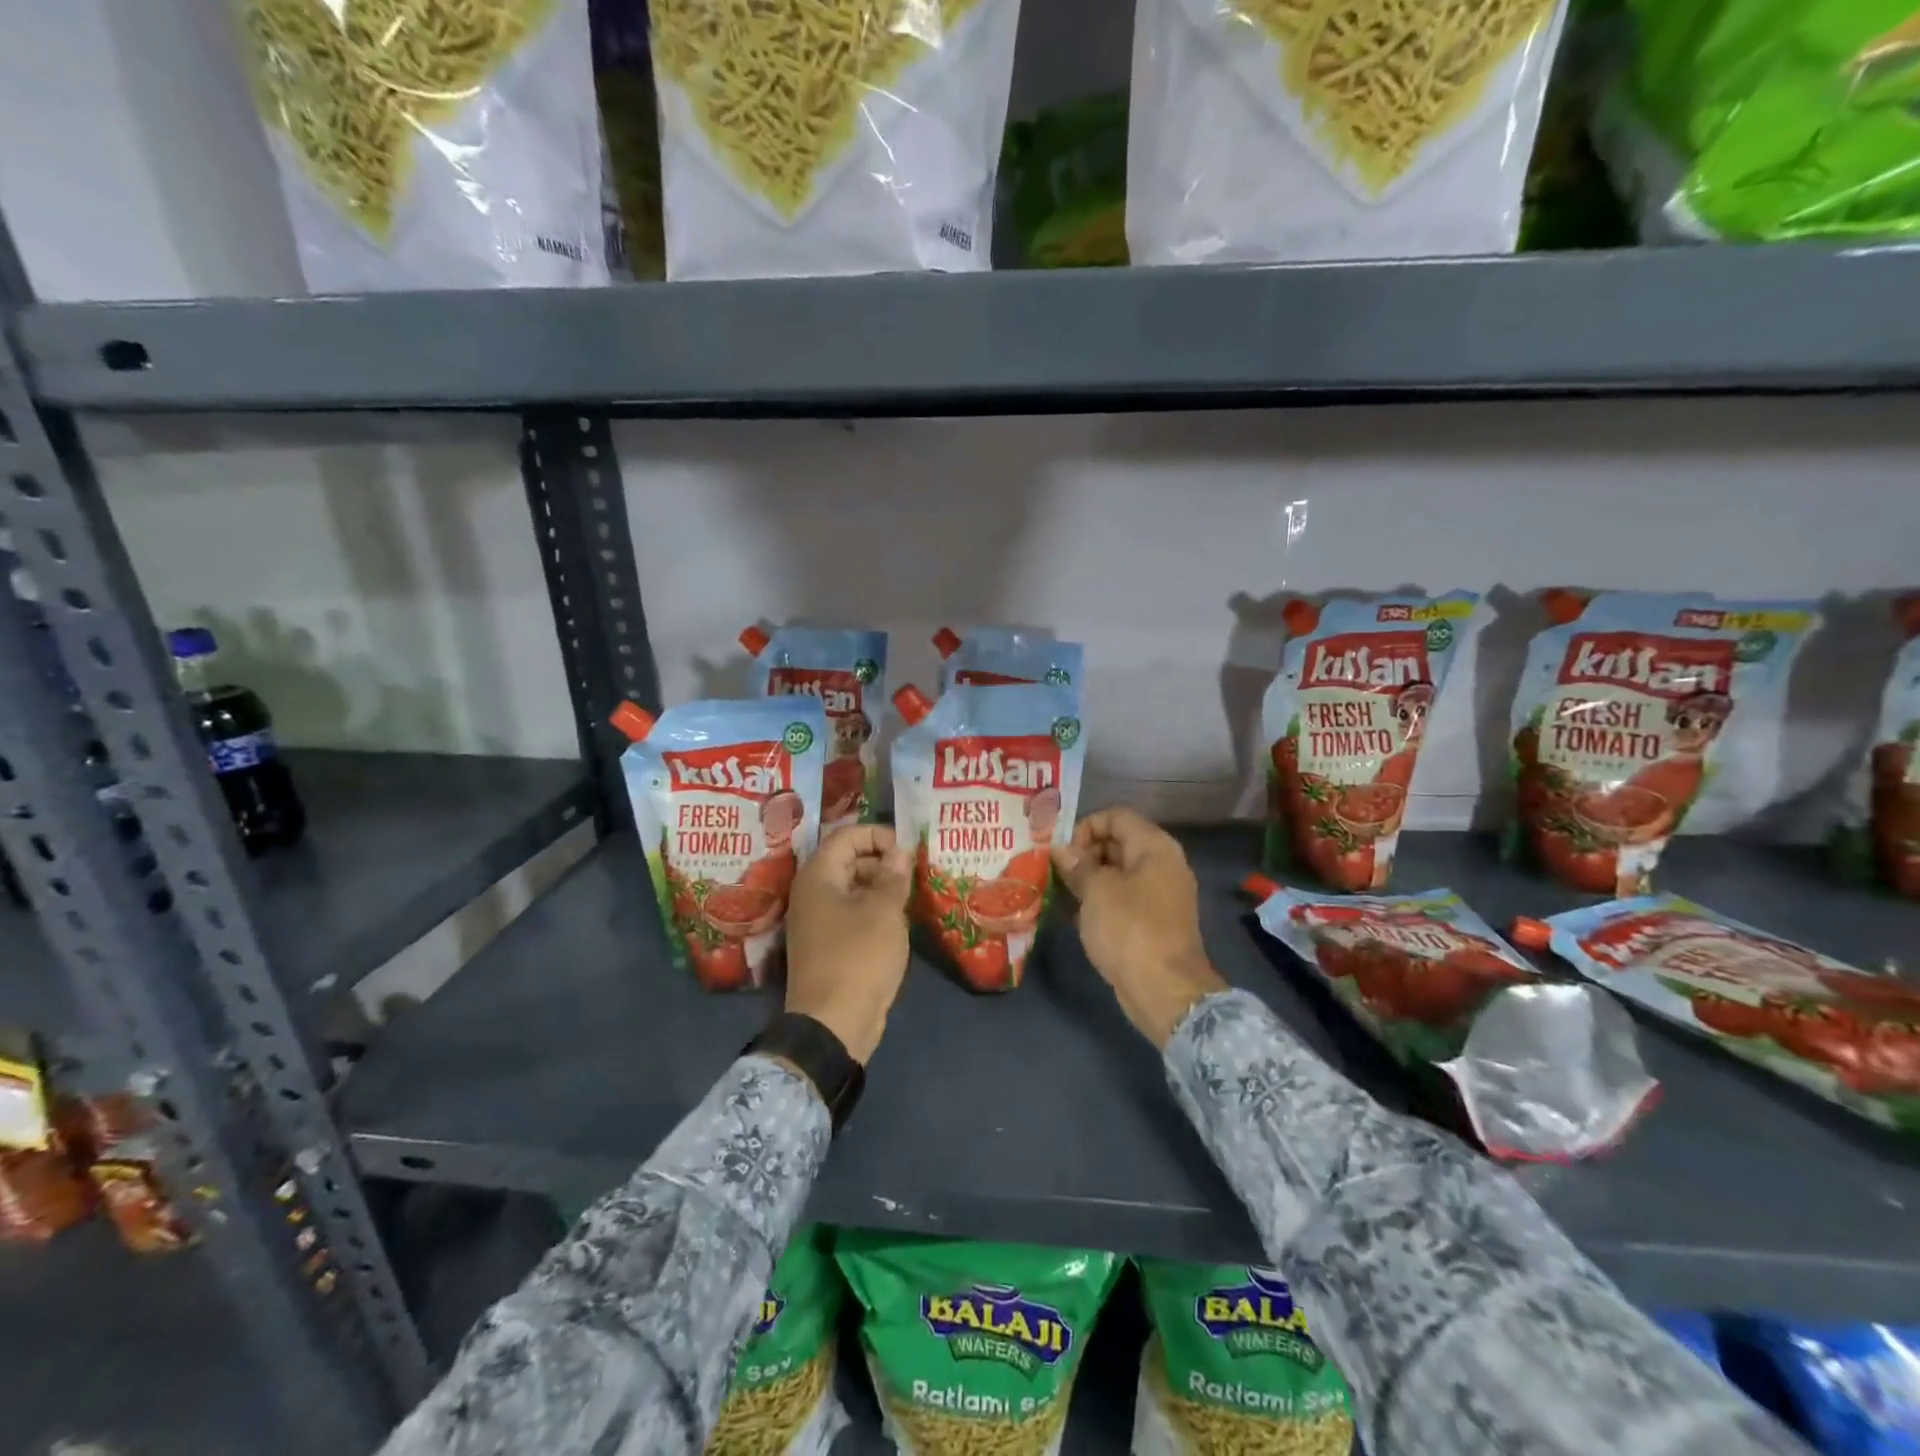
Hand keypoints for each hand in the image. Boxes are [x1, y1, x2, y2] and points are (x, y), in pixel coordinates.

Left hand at [784, 825, 912, 1064]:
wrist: (833, 1023)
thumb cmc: (859, 957)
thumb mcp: (884, 911)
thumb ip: (893, 876)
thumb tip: (900, 851)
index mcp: (818, 876)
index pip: (847, 836)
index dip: (879, 835)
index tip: (908, 850)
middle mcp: (811, 892)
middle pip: (848, 860)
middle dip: (883, 861)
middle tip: (915, 872)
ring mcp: (817, 920)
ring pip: (852, 888)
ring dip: (881, 886)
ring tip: (912, 895)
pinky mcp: (827, 944)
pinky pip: (851, 913)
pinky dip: (874, 910)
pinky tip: (899, 920)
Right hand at [1052, 808, 1226, 1048]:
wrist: (1164, 990)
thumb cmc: (1129, 929)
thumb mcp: (1097, 891)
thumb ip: (1078, 865)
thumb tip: (1061, 849)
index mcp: (1155, 847)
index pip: (1116, 816)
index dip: (1085, 827)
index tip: (1063, 851)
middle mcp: (1162, 864)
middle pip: (1118, 842)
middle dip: (1084, 853)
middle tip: (1055, 871)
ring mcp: (1160, 895)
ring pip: (1119, 873)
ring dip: (1089, 879)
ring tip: (1060, 891)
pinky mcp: (1154, 922)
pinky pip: (1123, 898)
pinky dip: (1101, 901)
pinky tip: (1076, 915)